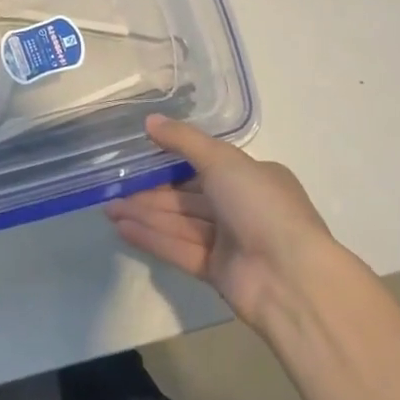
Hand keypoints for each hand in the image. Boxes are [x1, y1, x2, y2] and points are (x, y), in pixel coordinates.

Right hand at [106, 115, 336, 329]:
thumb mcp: (223, 160)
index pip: (205, 165)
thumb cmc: (261, 206)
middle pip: (187, 196)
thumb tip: (150, 121)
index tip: (138, 156)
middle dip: (150, 192)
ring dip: (145, 215)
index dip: (170, 161)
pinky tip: (123, 229)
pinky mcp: (216, 271)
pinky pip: (178, 249)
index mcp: (253, 177)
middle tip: (112, 186)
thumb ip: (183, 140)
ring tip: (108, 208)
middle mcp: (242, 207)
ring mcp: (229, 241)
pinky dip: (152, 238)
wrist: (291, 278)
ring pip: (179, 222)